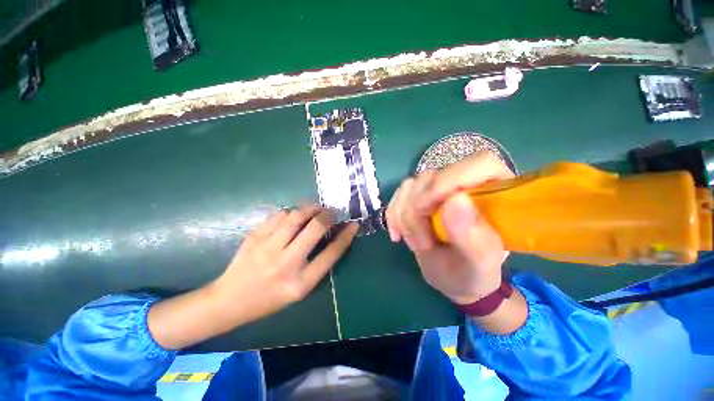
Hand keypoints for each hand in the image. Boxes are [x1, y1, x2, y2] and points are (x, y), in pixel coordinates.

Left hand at [211, 205, 358, 320]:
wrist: (229, 301)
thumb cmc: (269, 299)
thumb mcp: (299, 291)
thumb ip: (317, 265)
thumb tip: (332, 238)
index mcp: (300, 283)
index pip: (331, 254)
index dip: (345, 237)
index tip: (354, 224)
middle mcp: (285, 264)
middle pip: (314, 229)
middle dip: (328, 215)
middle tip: (332, 211)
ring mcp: (267, 248)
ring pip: (295, 216)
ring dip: (310, 208)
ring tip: (316, 208)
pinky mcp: (254, 237)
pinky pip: (278, 215)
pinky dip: (291, 211)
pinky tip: (294, 214)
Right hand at [386, 153, 513, 303]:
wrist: (453, 277)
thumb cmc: (472, 274)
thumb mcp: (478, 264)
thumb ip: (472, 235)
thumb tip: (455, 199)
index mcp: (495, 193)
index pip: (478, 164)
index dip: (448, 180)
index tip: (427, 209)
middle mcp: (465, 183)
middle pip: (432, 177)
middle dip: (418, 212)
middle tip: (422, 244)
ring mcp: (438, 188)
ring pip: (410, 186)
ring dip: (404, 218)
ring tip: (417, 244)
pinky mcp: (419, 196)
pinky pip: (398, 196)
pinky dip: (393, 216)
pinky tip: (398, 234)